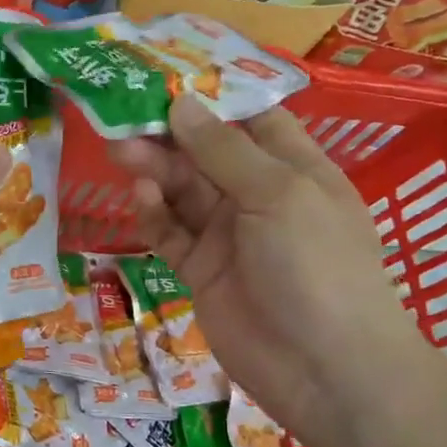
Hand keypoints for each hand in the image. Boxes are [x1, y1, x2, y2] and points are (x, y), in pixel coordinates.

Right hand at [108, 95, 424, 435]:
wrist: (325, 371)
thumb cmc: (317, 266)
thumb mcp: (278, 194)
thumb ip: (223, 150)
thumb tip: (180, 103)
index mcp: (295, 168)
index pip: (252, 118)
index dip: (212, 96)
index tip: (166, 75)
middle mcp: (259, 195)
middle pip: (206, 152)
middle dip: (169, 134)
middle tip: (124, 115)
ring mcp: (228, 234)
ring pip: (182, 190)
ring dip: (154, 170)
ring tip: (122, 152)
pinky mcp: (200, 269)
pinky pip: (171, 232)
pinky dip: (154, 213)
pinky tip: (141, 197)